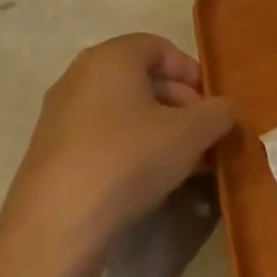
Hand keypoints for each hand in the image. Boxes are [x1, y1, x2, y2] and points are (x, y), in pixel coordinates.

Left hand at [0, 35, 234, 272]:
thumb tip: (225, 111)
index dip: (192, 72)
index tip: (212, 104)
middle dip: (181, 105)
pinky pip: (103, 139)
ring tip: (187, 163)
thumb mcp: (193, 132)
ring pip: (124, 113)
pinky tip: (153, 181)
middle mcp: (78, 78)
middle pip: (142, 80)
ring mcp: (59, 118)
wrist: (57, 229)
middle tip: (205, 136)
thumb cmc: (130, 159)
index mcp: (110, 58)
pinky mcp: (50, 156)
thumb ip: (219, 112)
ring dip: (161, 131)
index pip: (159, 47)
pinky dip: (133, 150)